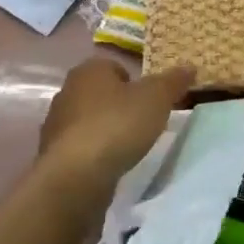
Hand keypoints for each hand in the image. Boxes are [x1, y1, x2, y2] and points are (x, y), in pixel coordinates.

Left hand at [36, 57, 192, 204]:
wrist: (76, 176)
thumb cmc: (118, 125)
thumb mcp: (157, 98)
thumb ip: (173, 81)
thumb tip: (190, 67)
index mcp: (89, 70)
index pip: (115, 67)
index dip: (136, 83)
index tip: (151, 101)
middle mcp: (67, 91)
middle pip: (101, 94)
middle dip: (120, 106)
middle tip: (144, 123)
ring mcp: (56, 125)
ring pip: (89, 121)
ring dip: (106, 130)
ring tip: (128, 147)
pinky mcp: (53, 155)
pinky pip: (80, 147)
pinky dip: (95, 153)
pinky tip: (109, 165)